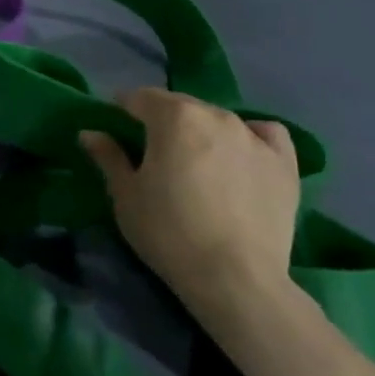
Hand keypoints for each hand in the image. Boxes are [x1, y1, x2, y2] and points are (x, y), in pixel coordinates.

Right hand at [80, 89, 300, 336]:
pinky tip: (240, 155)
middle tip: (153, 152)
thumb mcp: (125, 195)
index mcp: (174, 117)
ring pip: (218, 119)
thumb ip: (108, 156)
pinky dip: (249, 137)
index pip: (139, 98)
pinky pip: (264, 134)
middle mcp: (216, 115)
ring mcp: (254, 136)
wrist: (234, 278)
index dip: (123, 111)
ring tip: (196, 162)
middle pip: (180, 105)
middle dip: (162, 120)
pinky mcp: (284, 162)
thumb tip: (90, 132)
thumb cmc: (168, 232)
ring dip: (201, 130)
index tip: (116, 132)